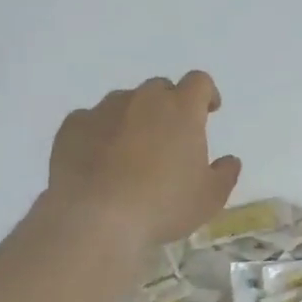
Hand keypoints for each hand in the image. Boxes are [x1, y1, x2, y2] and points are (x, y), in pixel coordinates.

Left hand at [47, 71, 242, 245]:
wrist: (96, 219)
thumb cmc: (163, 205)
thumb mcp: (210, 198)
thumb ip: (225, 174)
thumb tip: (230, 160)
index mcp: (181, 109)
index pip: (199, 82)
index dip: (206, 94)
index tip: (209, 111)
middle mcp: (143, 100)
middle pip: (160, 88)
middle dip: (168, 106)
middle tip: (170, 137)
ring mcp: (103, 110)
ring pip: (124, 102)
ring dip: (133, 118)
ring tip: (132, 151)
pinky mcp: (72, 127)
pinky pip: (91, 120)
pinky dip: (100, 133)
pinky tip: (100, 160)